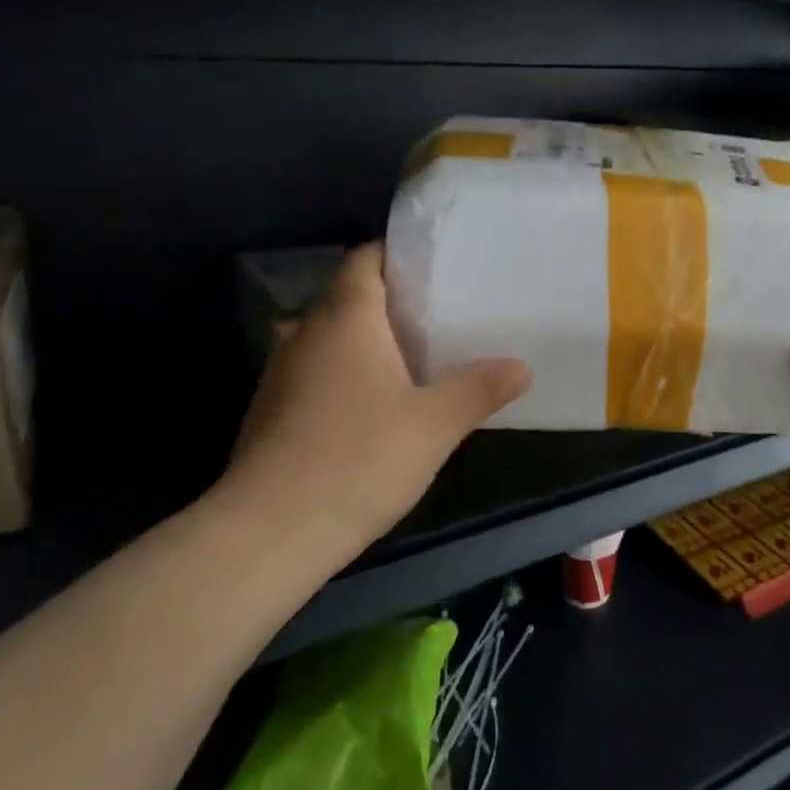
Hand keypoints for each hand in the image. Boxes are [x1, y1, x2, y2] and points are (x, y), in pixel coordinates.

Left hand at [212, 244, 531, 559]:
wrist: (268, 534)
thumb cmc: (359, 459)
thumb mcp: (436, 424)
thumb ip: (480, 388)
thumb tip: (521, 367)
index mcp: (345, 319)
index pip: (366, 259)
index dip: (400, 256)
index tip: (439, 269)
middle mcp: (305, 333)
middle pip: (350, 298)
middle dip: (393, 303)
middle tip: (443, 316)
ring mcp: (281, 374)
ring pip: (331, 339)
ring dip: (369, 343)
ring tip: (417, 360)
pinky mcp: (271, 412)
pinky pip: (317, 374)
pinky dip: (347, 376)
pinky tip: (376, 408)